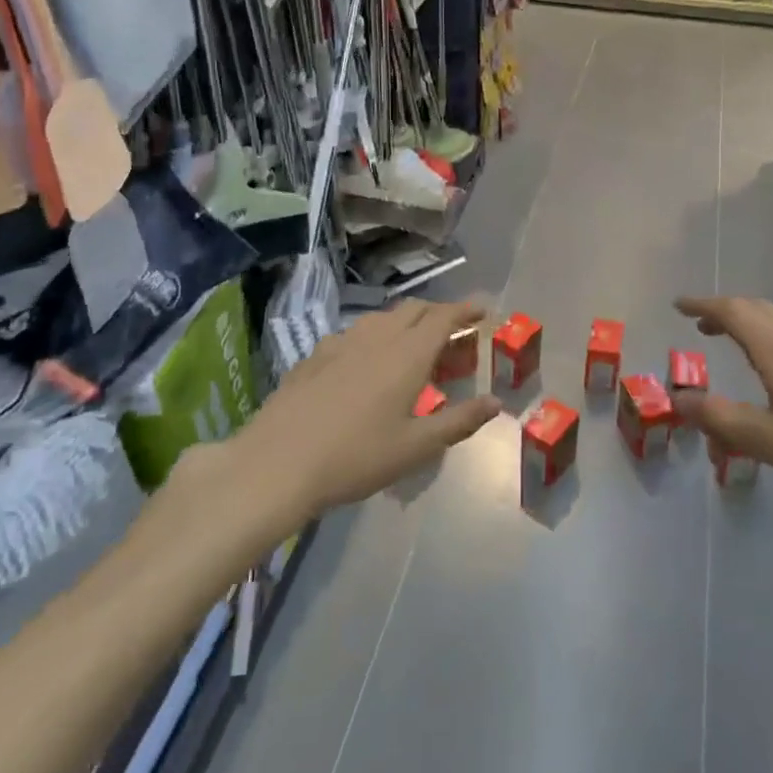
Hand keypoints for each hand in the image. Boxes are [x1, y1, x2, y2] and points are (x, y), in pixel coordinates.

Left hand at [244, 298, 499, 513]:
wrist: (277, 463)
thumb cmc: (356, 457)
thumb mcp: (416, 447)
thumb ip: (459, 421)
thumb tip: (495, 402)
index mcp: (408, 354)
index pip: (444, 316)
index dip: (466, 309)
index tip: (483, 309)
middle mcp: (377, 337)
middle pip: (414, 309)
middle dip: (438, 313)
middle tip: (453, 334)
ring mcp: (341, 342)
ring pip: (382, 318)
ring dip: (405, 322)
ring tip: (413, 347)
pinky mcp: (315, 355)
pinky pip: (354, 333)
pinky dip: (374, 337)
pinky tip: (366, 363)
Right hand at [671, 294, 772, 524]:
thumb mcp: (768, 441)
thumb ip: (719, 418)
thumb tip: (678, 398)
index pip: (731, 311)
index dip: (702, 305)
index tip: (678, 306)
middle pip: (758, 310)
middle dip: (726, 313)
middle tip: (702, 326)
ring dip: (754, 326)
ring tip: (737, 346)